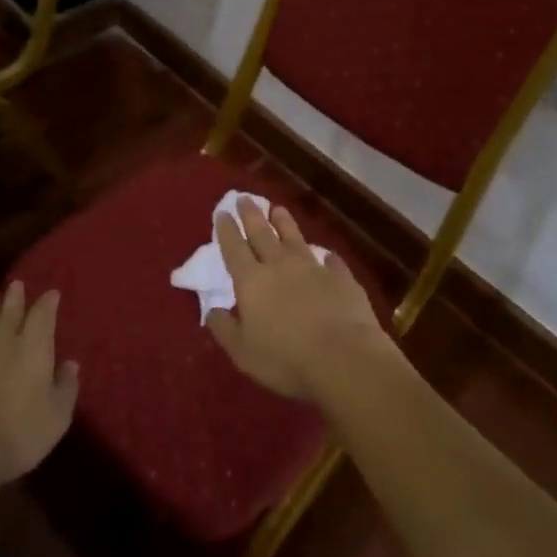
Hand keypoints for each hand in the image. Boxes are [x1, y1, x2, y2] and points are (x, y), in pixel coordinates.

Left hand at [0, 282, 78, 492]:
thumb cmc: (21, 432)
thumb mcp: (57, 415)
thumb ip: (66, 386)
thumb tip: (71, 364)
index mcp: (34, 348)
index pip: (43, 316)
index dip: (48, 303)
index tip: (52, 293)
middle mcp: (5, 343)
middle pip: (11, 313)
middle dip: (16, 298)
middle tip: (17, 284)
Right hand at [205, 198, 393, 400]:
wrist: (344, 358)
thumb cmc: (286, 358)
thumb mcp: (243, 352)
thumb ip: (225, 329)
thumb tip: (212, 310)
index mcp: (252, 281)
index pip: (234, 248)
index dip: (227, 229)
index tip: (222, 211)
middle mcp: (280, 265)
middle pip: (262, 233)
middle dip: (251, 214)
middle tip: (244, 198)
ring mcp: (313, 268)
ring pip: (294, 237)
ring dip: (284, 222)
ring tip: (278, 208)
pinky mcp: (341, 278)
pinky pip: (331, 261)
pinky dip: (326, 256)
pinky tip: (326, 255)